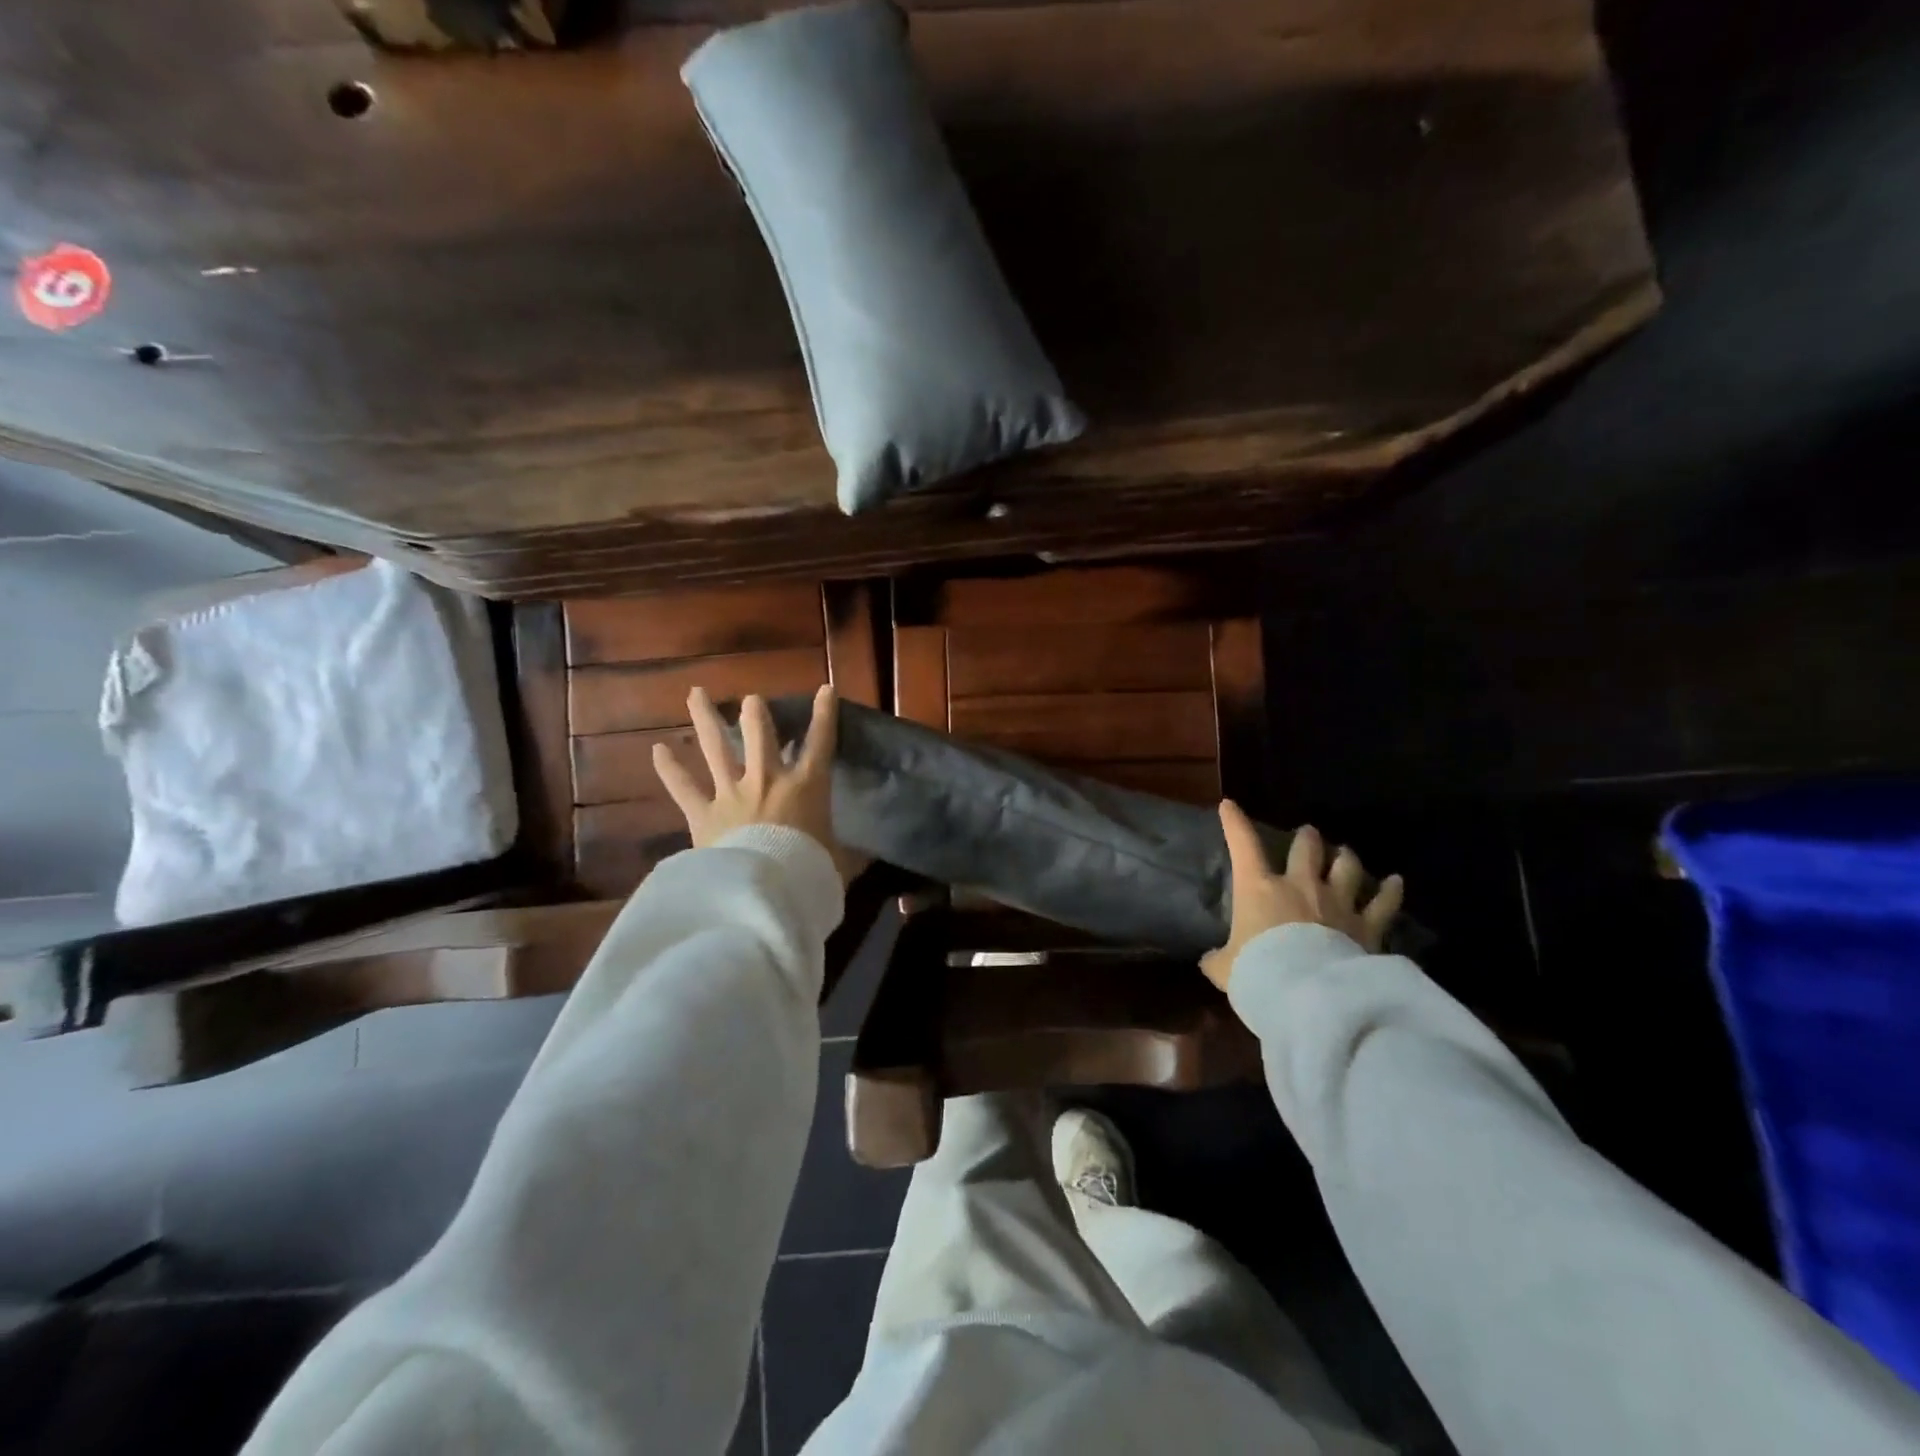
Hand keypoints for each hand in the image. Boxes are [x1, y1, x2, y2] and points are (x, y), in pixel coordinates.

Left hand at [653, 684, 859, 882]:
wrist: (762, 892)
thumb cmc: (808, 872)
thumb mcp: (837, 863)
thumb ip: (848, 855)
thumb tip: (867, 857)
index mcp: (805, 787)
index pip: (820, 743)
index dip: (824, 715)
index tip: (825, 690)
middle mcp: (767, 780)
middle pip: (759, 735)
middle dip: (755, 714)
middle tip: (751, 700)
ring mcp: (732, 793)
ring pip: (716, 748)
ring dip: (706, 718)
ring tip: (695, 693)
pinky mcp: (703, 814)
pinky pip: (683, 788)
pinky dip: (670, 769)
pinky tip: (658, 750)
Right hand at [1200, 800, 1403, 991]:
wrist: (1308, 996)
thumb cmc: (1258, 972)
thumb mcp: (1226, 969)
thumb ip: (1218, 959)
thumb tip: (1208, 961)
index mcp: (1259, 888)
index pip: (1242, 846)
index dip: (1234, 823)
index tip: (1229, 806)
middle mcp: (1300, 886)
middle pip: (1306, 849)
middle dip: (1307, 838)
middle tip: (1307, 834)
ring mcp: (1337, 902)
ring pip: (1346, 867)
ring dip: (1345, 858)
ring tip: (1345, 853)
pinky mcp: (1367, 926)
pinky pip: (1384, 903)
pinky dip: (1390, 891)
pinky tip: (1396, 882)